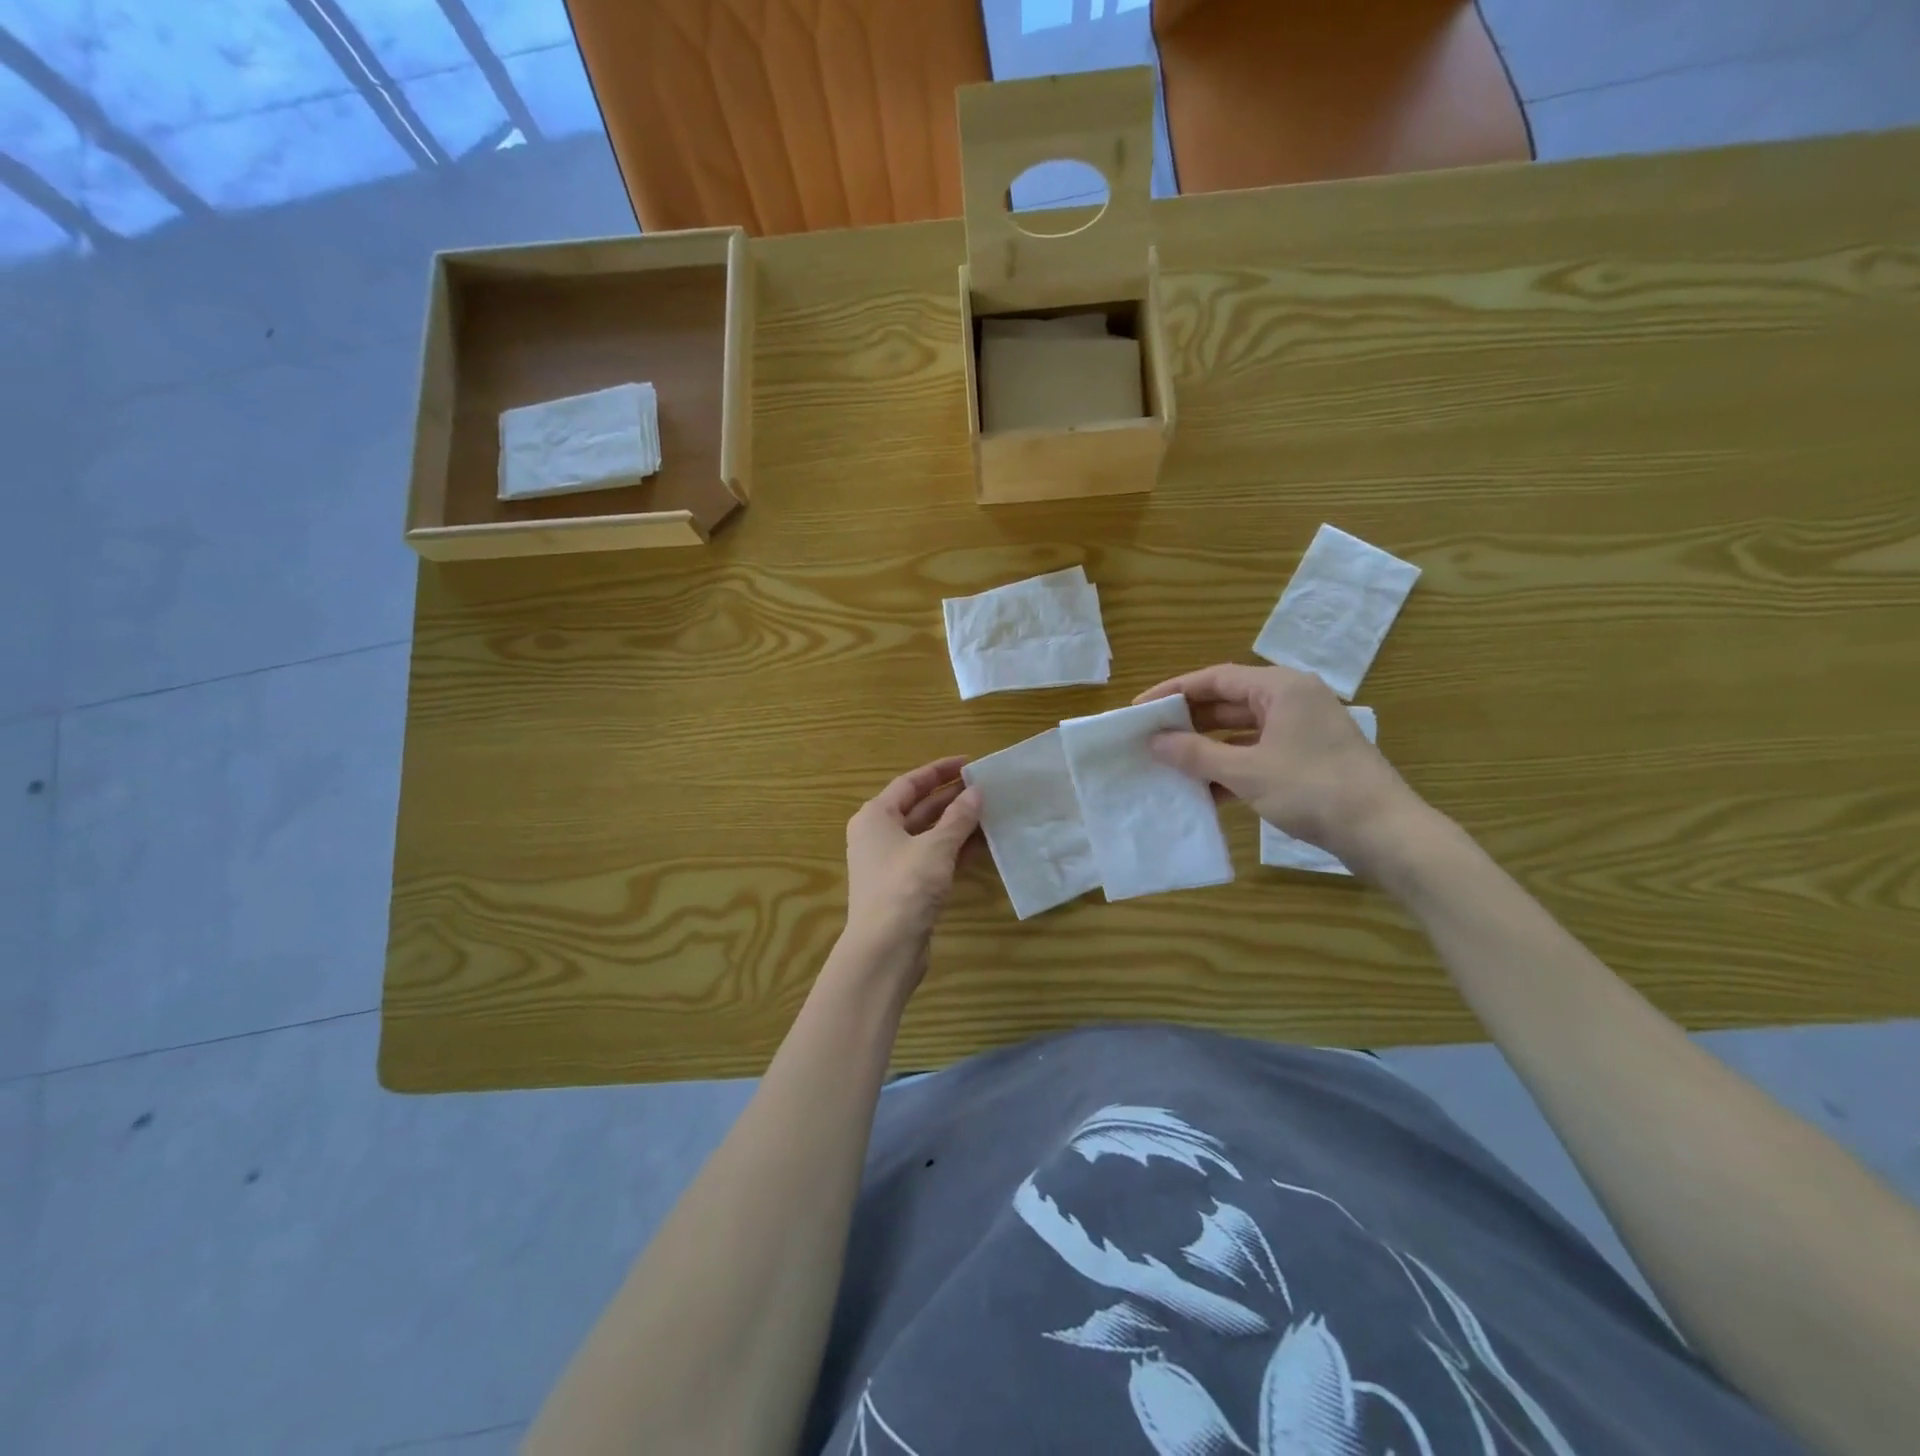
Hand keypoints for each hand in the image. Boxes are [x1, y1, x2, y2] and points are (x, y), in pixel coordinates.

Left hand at [843, 756, 981, 971]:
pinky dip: (955, 849)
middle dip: (952, 797)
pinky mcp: (906, 886)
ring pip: (928, 834)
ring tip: (990, 811)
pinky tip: (983, 844)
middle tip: (986, 787)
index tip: (970, 763)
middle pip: (918, 807)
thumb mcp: (936, 847)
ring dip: (957, 824)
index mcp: (875, 817)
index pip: (910, 783)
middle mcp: (879, 835)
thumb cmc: (904, 887)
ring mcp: (892, 862)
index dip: (939, 771)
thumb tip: (977, 792)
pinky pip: (933, 857)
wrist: (884, 949)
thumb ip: (958, 818)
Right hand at [1134, 664, 1420, 871]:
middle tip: (1150, 736)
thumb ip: (1196, 754)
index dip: (1173, 691)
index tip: (1140, 709)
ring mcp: (1303, 730)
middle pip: (1228, 701)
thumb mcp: (1247, 772)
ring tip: (1170, 763)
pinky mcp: (1309, 758)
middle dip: (1189, 721)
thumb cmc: (1313, 790)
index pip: (1215, 678)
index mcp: (1281, 688)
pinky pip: (1259, 752)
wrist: (1384, 833)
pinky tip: (1206, 791)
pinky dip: (1232, 767)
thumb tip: (1155, 741)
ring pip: (1242, 731)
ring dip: (1208, 747)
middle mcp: (1293, 699)